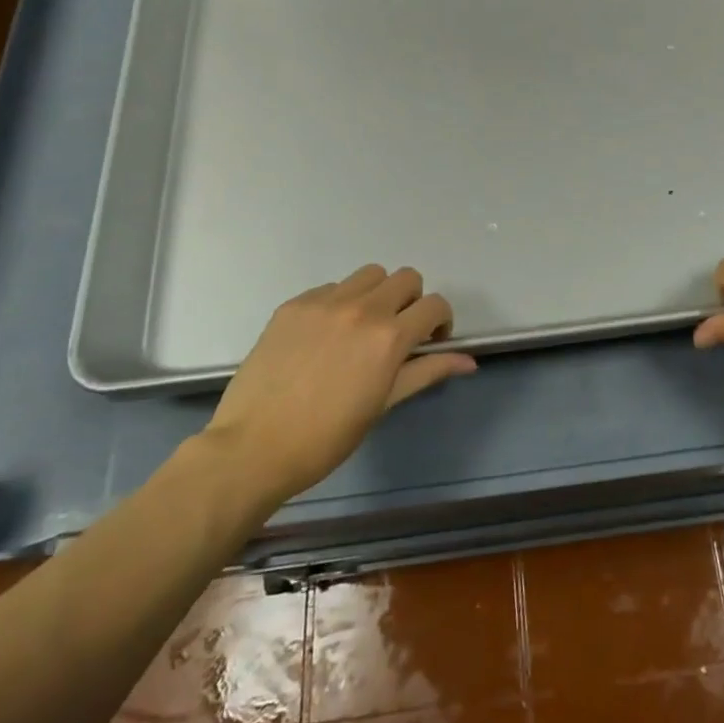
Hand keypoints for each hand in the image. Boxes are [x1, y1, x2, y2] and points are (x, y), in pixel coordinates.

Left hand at [203, 265, 475, 511]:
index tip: (430, 342)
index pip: (435, 305)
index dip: (440, 321)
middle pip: (406, 277)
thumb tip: (469, 361)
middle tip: (398, 333)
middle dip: (412, 301)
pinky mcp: (293, 305)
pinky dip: (340, 303)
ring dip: (377, 294)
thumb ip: (427, 372)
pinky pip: (330, 288)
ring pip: (369, 275)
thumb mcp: (384, 404)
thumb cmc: (327, 437)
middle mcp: (361, 308)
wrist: (253, 447)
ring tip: (362, 327)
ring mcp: (324, 303)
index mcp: (389, 337)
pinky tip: (325, 336)